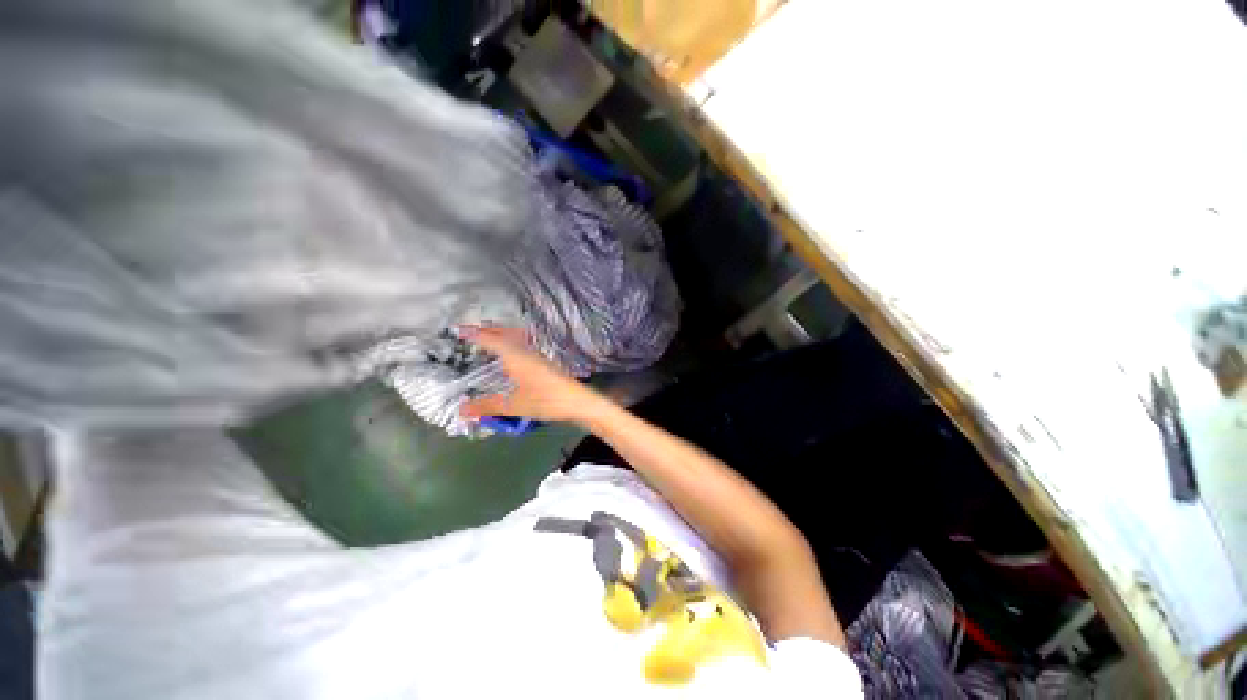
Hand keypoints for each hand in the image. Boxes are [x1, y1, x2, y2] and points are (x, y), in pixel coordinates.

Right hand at [459, 326, 606, 424]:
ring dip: (501, 336)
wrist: (577, 400)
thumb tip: (461, 410)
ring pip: (515, 339)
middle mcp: (526, 351)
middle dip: (488, 330)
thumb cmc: (545, 399)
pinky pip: (522, 346)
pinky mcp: (544, 363)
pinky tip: (510, 357)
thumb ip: (487, 406)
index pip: (491, 340)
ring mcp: (537, 355)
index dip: (475, 334)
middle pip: (504, 334)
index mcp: (516, 356)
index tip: (460, 330)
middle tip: (472, 331)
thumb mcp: (513, 405)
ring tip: (489, 339)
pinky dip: (511, 345)